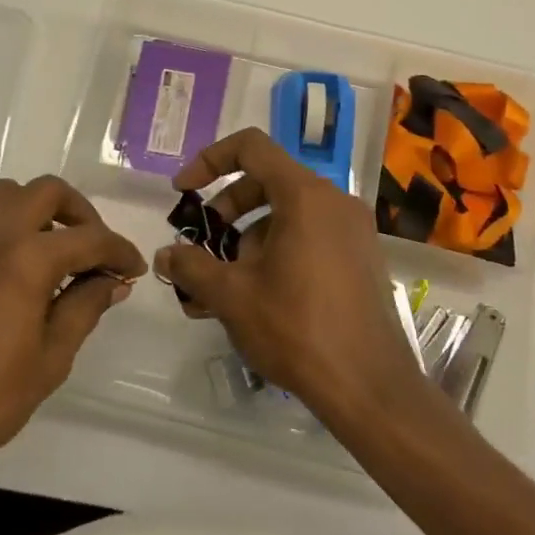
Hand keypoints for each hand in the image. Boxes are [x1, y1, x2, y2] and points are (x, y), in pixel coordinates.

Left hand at [0, 175, 145, 486]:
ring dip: (40, 211)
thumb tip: (112, 282)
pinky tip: (18, 270)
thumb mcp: (50, 358)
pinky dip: (9, 226)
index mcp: (24, 260)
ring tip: (56, 254)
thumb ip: (85, 307)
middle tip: (95, 251)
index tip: (133, 269)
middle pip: (46, 192)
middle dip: (80, 214)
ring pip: (8, 195)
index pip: (87, 239)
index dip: (118, 251)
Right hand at [156, 128, 429, 429]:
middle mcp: (334, 201)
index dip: (210, 161)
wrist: (369, 387)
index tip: (184, 192)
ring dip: (249, 239)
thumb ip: (191, 267)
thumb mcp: (232, 296)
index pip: (251, 147)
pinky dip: (278, 251)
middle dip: (227, 210)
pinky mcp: (362, 258)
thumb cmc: (297, 329)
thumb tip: (165, 256)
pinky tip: (258, 298)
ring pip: (288, 214)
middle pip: (268, 181)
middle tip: (204, 246)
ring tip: (225, 287)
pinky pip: (311, 236)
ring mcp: (353, 230)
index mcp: (305, 195)